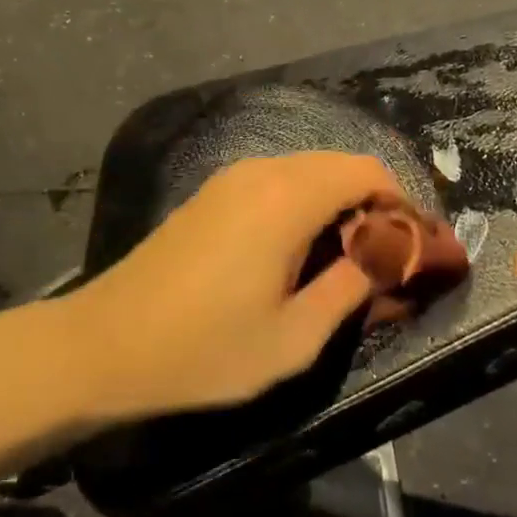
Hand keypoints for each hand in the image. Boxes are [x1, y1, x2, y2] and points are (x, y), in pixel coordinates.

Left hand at [70, 153, 402, 418]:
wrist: (103, 346)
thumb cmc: (204, 350)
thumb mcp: (294, 338)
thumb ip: (350, 289)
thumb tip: (386, 258)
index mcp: (287, 197)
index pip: (367, 171)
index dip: (401, 204)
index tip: (413, 248)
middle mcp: (261, 171)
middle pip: (339, 165)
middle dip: (372, 206)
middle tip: (384, 261)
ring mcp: (231, 179)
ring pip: (307, 172)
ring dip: (338, 206)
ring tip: (345, 262)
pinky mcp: (211, 194)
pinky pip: (276, 183)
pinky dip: (304, 205)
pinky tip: (298, 254)